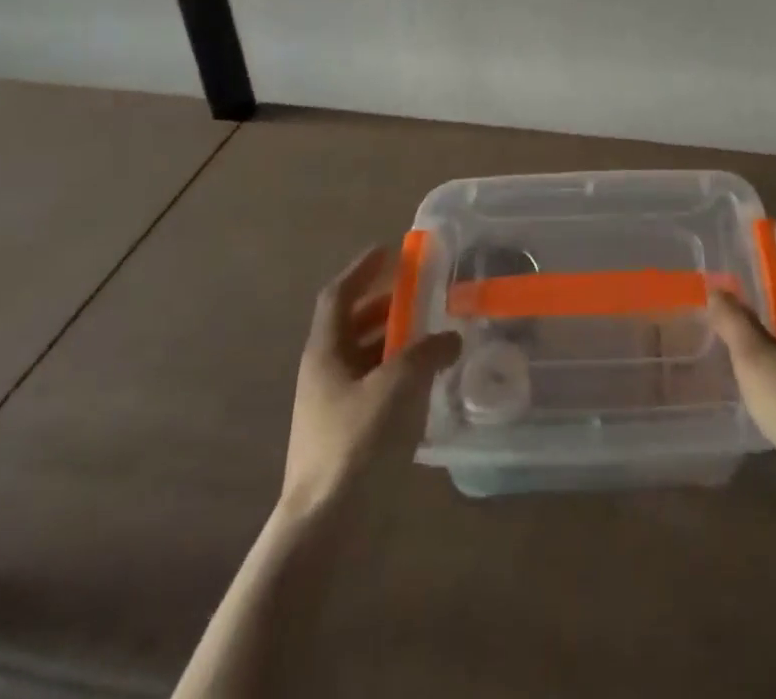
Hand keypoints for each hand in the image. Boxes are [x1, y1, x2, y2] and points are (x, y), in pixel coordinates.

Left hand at [283, 245, 461, 515]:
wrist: (326, 526)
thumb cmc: (357, 442)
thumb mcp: (399, 385)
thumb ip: (428, 352)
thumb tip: (450, 337)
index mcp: (326, 352)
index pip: (339, 295)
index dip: (362, 269)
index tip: (389, 250)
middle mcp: (324, 373)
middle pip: (352, 325)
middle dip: (385, 306)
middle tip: (420, 294)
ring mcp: (332, 408)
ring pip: (365, 358)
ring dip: (394, 342)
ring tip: (431, 337)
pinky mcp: (346, 437)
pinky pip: (373, 389)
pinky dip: (397, 376)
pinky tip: (425, 385)